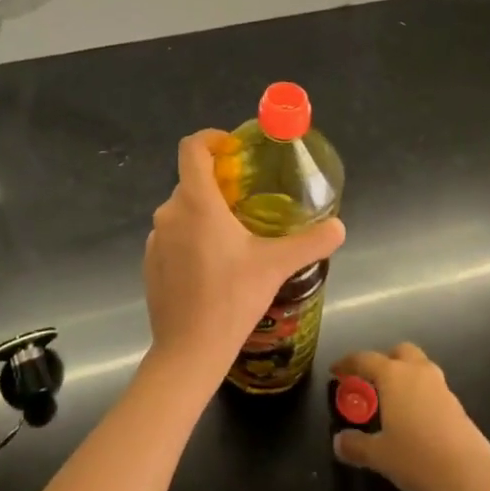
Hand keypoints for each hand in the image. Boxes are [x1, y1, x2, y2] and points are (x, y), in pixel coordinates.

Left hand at [143, 130, 345, 393]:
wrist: (189, 351)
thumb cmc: (231, 299)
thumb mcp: (276, 266)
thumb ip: (310, 242)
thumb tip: (340, 227)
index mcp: (196, 202)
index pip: (192, 148)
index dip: (210, 138)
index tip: (233, 148)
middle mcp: (169, 212)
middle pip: (191, 181)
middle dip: (218, 184)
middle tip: (248, 200)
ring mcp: (155, 238)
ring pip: (182, 210)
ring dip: (205, 213)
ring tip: (235, 236)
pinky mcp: (150, 262)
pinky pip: (172, 236)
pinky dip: (191, 238)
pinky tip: (213, 266)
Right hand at [330, 343, 489, 490]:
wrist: (470, 479)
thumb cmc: (417, 459)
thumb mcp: (379, 455)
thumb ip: (356, 445)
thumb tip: (339, 442)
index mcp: (394, 375)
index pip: (365, 359)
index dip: (347, 363)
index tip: (336, 371)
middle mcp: (418, 373)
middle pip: (400, 351)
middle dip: (385, 360)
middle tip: (373, 381)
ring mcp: (442, 388)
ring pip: (421, 368)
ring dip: (407, 377)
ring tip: (394, 402)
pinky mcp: (459, 407)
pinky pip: (434, 390)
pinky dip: (422, 396)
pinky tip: (417, 422)